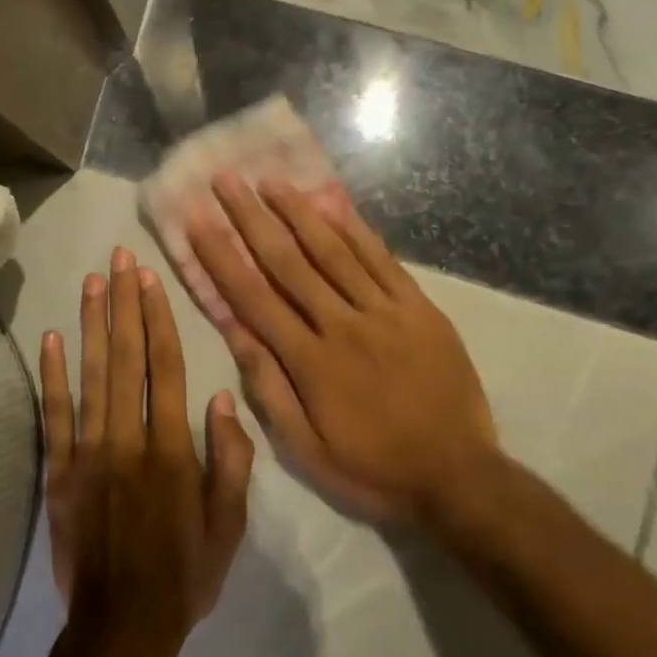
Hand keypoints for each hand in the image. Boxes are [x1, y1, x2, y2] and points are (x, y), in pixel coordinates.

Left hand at [40, 247, 254, 656]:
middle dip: (123, 303)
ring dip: (92, 324)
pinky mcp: (58, 472)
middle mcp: (128, 439)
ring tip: (91, 281)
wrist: (122, 629)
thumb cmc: (185, 574)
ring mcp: (88, 453)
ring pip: (91, 376)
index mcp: (172, 450)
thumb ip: (230, 460)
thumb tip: (224, 399)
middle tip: (118, 258)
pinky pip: (54, 416)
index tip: (150, 279)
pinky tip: (52, 338)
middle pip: (126, 358)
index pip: (166, 368)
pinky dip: (52, 376)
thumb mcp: (230, 525)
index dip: (158, 319)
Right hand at [187, 174, 499, 523]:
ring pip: (333, 251)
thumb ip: (269, 389)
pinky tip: (332, 205)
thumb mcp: (307, 449)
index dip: (222, 257)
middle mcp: (342, 325)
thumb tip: (236, 334)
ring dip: (298, 211)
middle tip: (226, 180)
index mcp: (310, 362)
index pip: (254, 298)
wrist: (459, 476)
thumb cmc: (373, 468)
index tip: (198, 222)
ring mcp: (385, 311)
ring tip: (271, 180)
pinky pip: (381, 260)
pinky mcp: (418, 308)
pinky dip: (354, 230)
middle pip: (289, 262)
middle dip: (252, 218)